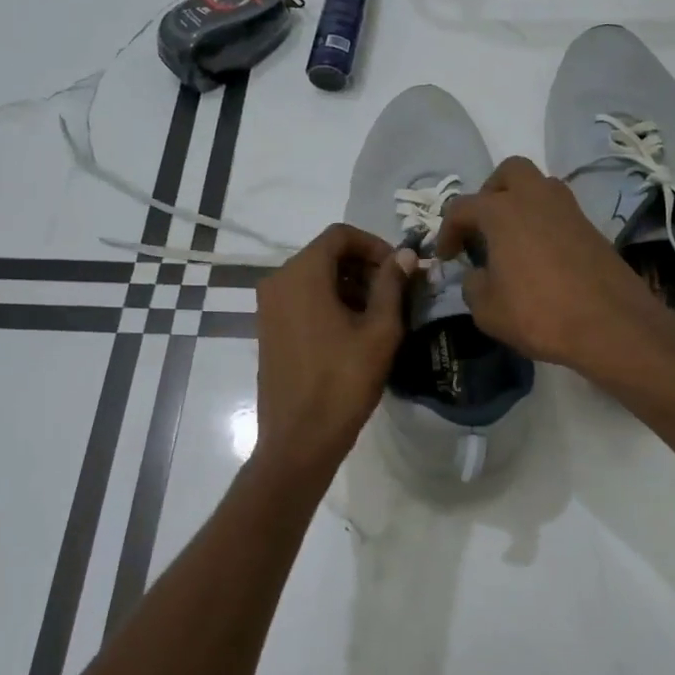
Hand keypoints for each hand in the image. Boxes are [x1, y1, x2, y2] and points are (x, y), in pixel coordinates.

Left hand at [254, 223, 415, 479]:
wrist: (299, 439)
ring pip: (315, 277)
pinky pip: (303, 298)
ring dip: (350, 285)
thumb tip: (405, 255)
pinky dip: (330, 301)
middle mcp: (278, 281)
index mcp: (301, 274)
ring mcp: (269, 306)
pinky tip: (355, 330)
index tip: (401, 269)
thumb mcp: (379, 330)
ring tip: (381, 314)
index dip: (375, 245)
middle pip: (327, 254)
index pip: (341, 235)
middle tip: (397, 293)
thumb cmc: (343, 381)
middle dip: (364, 266)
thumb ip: (392, 285)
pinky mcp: (269, 328)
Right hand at [435, 156, 661, 374]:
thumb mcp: (487, 310)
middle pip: (509, 172)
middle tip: (483, 226)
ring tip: (512, 239)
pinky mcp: (591, 227)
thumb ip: (472, 285)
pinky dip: (544, 222)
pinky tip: (539, 255)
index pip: (462, 207)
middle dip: (491, 192)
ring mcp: (568, 210)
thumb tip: (477, 274)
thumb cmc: (540, 314)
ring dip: (521, 203)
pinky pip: (559, 211)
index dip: (447, 230)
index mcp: (502, 211)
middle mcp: (535, 198)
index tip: (446, 256)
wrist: (612, 324)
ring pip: (539, 186)